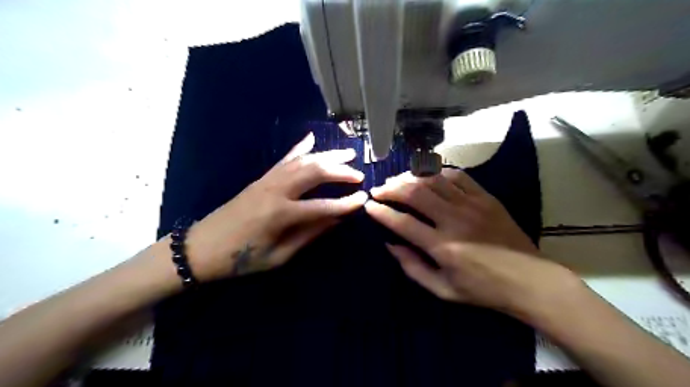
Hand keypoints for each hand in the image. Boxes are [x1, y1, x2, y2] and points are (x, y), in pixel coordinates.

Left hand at [183, 134, 365, 280]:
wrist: (202, 247)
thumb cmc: (241, 258)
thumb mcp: (279, 256)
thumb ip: (309, 235)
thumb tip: (335, 220)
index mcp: (281, 214)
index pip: (323, 206)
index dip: (346, 204)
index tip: (364, 199)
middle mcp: (276, 190)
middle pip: (315, 173)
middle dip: (340, 171)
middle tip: (359, 175)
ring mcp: (268, 179)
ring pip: (303, 161)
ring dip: (327, 156)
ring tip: (347, 154)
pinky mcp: (262, 177)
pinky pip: (284, 158)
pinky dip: (300, 147)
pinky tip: (312, 138)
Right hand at [366, 169, 578, 316]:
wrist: (529, 280)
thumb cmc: (482, 289)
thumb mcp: (442, 289)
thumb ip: (412, 268)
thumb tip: (390, 245)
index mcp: (441, 246)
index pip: (402, 222)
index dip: (381, 212)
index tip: (368, 206)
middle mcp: (453, 220)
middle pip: (414, 193)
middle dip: (391, 188)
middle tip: (379, 190)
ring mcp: (471, 205)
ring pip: (433, 180)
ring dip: (410, 177)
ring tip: (398, 180)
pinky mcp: (486, 198)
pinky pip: (458, 176)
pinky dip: (439, 173)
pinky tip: (428, 176)